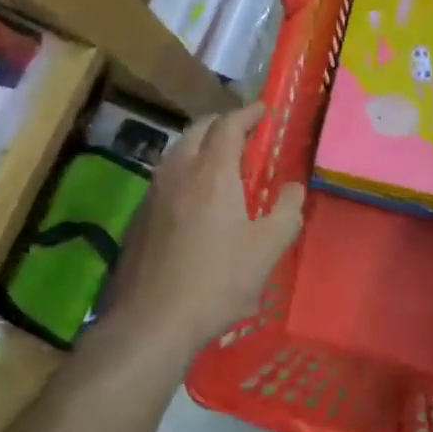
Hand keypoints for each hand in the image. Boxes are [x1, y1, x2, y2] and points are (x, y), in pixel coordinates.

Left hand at [108, 103, 304, 352]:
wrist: (151, 320)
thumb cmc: (217, 281)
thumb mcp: (266, 249)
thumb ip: (286, 211)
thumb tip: (293, 187)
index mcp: (211, 171)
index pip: (228, 124)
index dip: (247, 113)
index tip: (263, 110)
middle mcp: (178, 171)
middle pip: (198, 129)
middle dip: (221, 123)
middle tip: (243, 132)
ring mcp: (153, 192)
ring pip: (177, 151)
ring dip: (199, 144)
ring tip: (219, 160)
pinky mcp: (138, 216)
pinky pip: (165, 176)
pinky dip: (184, 170)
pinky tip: (193, 196)